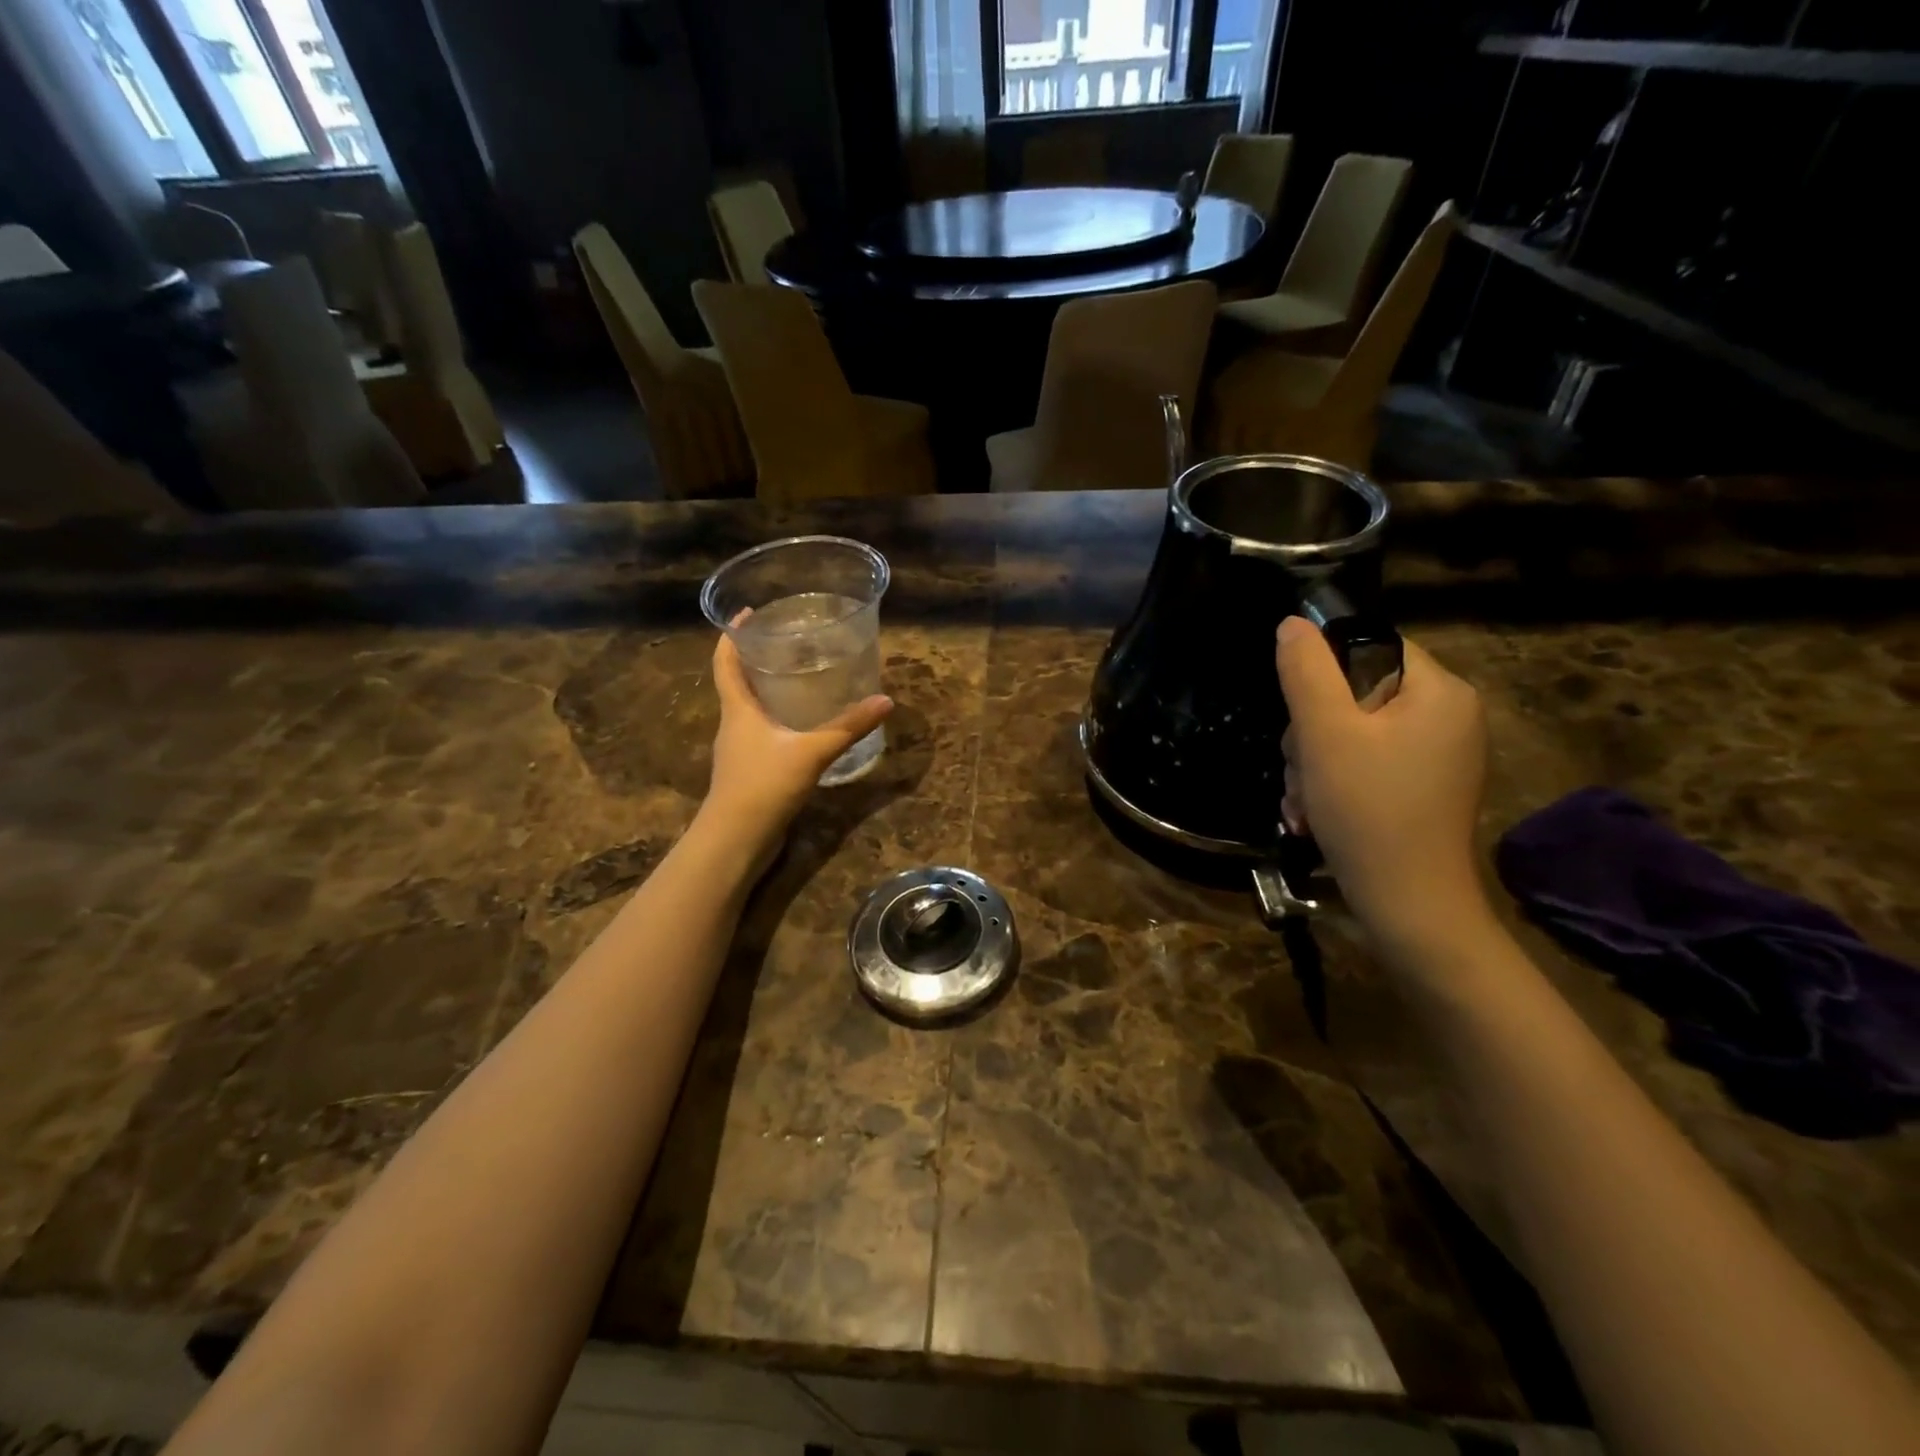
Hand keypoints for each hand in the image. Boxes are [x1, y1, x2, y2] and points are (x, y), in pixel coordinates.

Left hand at [696, 632, 892, 870]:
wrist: (736, 840)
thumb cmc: (764, 785)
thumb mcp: (812, 752)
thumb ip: (848, 727)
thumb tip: (885, 700)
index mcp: (737, 709)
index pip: (724, 661)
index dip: (732, 635)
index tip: (747, 613)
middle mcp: (733, 725)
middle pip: (738, 683)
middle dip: (758, 661)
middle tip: (790, 645)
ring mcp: (738, 751)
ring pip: (750, 712)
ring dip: (768, 693)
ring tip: (801, 680)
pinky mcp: (748, 773)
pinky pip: (761, 736)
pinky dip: (778, 723)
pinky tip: (803, 729)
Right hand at [1276, 617, 1490, 954]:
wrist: (1408, 906)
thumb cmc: (1368, 810)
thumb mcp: (1325, 734)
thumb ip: (1306, 672)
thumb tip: (1292, 624)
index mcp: (1440, 691)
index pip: (1370, 647)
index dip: (1322, 675)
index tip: (1301, 717)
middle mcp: (1448, 716)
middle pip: (1355, 694)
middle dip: (1311, 733)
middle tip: (1301, 770)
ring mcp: (1436, 755)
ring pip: (1351, 733)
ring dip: (1312, 763)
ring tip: (1304, 802)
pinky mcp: (1420, 787)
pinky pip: (1365, 763)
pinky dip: (1332, 783)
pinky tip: (1313, 814)